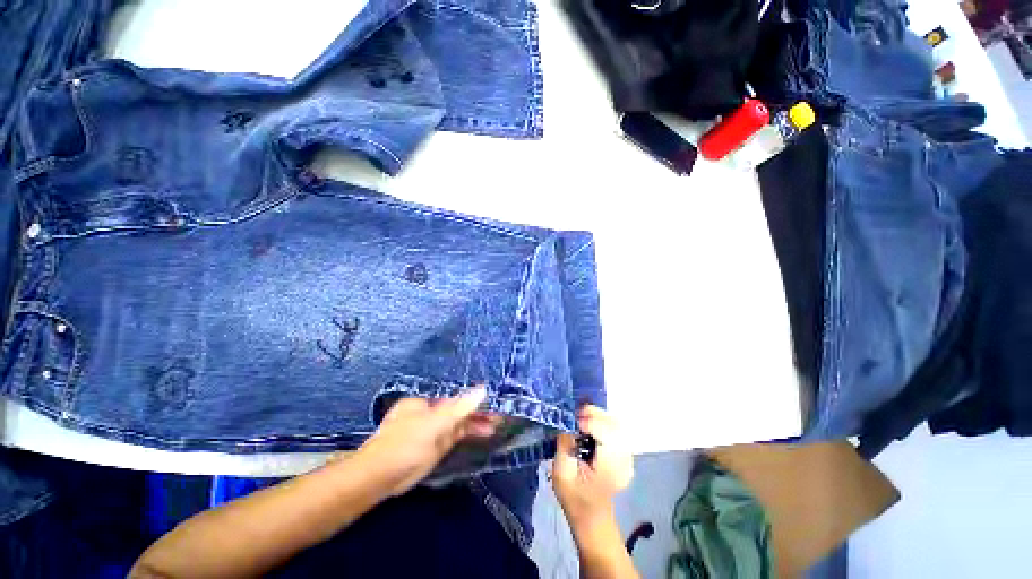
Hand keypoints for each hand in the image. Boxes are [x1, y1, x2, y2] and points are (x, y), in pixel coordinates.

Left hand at [353, 387, 498, 496]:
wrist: (379, 478)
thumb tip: (483, 390)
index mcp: (427, 401)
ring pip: (459, 423)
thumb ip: (459, 409)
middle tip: (500, 415)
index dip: (475, 399)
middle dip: (479, 412)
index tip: (493, 402)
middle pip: (459, 409)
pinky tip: (483, 433)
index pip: (456, 397)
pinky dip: (470, 433)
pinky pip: (456, 435)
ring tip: (497, 425)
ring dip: (477, 424)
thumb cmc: (405, 445)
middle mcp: (431, 412)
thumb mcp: (434, 425)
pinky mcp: (435, 446)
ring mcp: (433, 429)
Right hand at [552, 406, 633, 524]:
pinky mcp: (625, 454)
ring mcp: (628, 457)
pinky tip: (590, 426)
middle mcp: (624, 460)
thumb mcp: (561, 473)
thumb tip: (568, 424)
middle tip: (576, 414)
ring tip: (582, 418)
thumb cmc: (574, 497)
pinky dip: (603, 422)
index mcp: (610, 468)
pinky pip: (616, 429)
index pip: (606, 434)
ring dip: (599, 416)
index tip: (574, 421)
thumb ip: (565, 445)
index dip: (590, 422)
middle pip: (614, 425)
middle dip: (595, 414)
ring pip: (617, 424)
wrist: (591, 516)